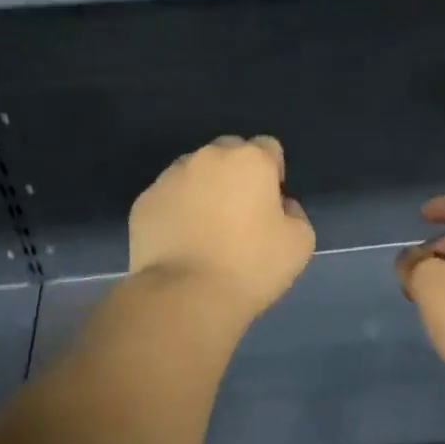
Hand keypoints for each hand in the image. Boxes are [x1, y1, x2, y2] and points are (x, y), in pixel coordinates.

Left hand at [129, 136, 315, 320]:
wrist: (186, 296)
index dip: (273, 172)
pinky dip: (176, 210)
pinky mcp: (144, 201)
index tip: (271, 203)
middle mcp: (208, 157)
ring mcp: (170, 177)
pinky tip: (182, 242)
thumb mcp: (300, 243)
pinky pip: (168, 197)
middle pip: (228, 153)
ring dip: (204, 189)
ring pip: (194, 172)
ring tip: (206, 229)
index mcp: (250, 160)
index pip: (268, 147)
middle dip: (236, 174)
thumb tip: (280, 206)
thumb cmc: (251, 266)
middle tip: (239, 214)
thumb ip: (295, 213)